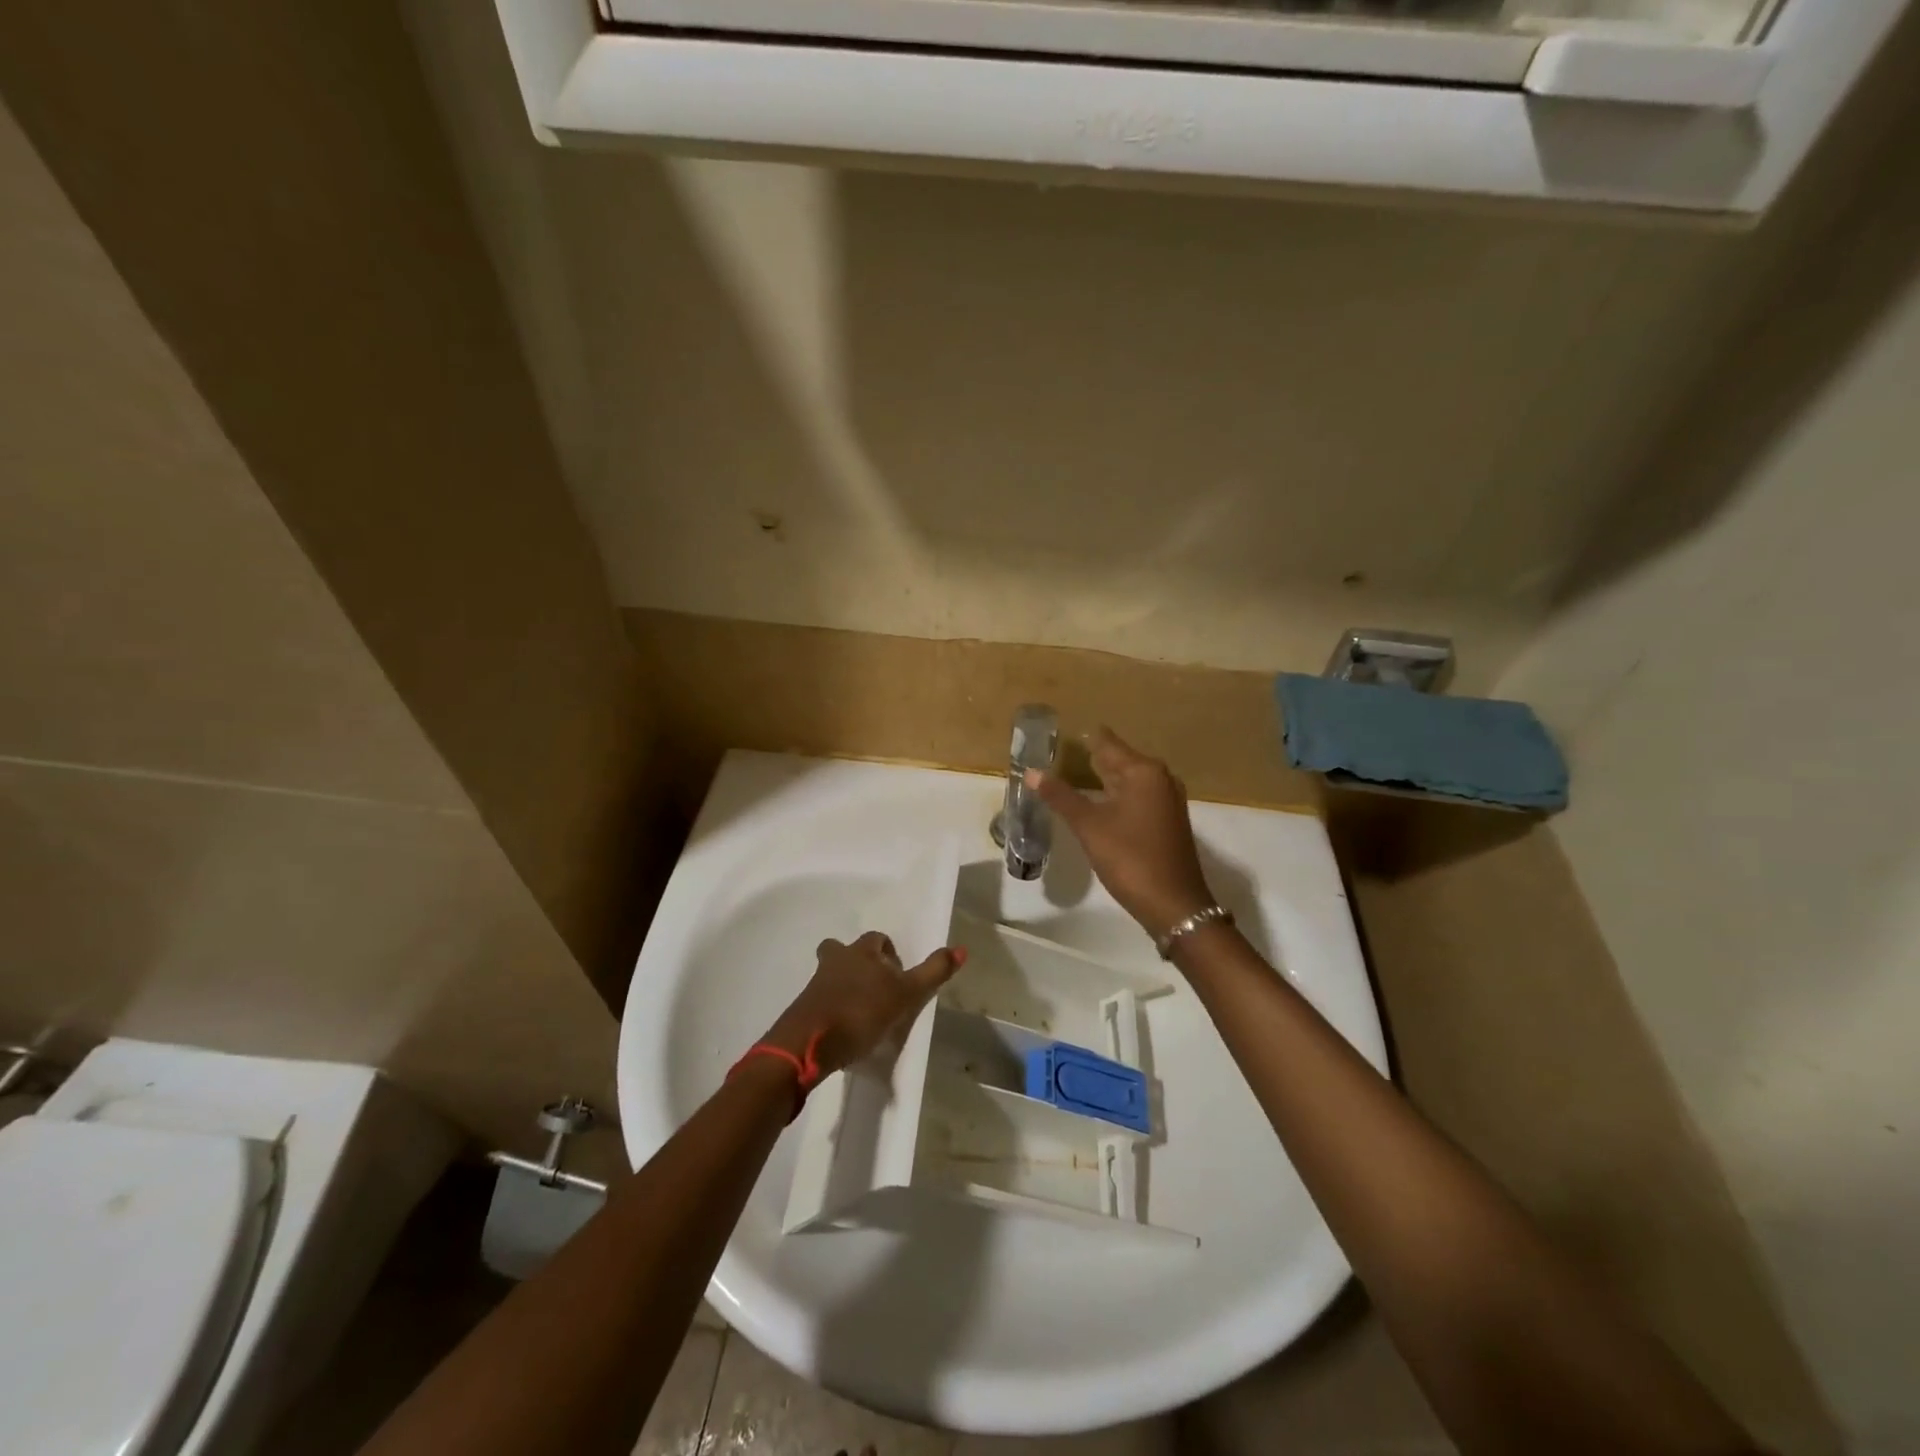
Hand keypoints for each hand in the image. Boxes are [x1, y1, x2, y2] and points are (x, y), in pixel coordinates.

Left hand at [760, 932, 965, 1077]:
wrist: (809, 1044)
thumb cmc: (862, 1012)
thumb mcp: (906, 994)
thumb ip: (933, 972)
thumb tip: (962, 948)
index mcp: (861, 952)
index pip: (877, 938)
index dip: (888, 952)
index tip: (898, 975)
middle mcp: (836, 960)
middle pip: (843, 950)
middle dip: (858, 963)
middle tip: (875, 989)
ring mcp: (815, 985)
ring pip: (831, 974)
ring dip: (844, 986)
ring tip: (861, 1012)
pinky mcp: (804, 1010)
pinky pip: (821, 1000)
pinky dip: (832, 1008)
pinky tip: (844, 1030)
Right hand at [1027, 727, 1214, 940]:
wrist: (1174, 904)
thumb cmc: (1130, 858)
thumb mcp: (1090, 826)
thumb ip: (1061, 797)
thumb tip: (1031, 772)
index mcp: (1143, 771)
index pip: (1108, 743)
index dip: (1086, 738)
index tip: (1063, 730)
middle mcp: (1160, 778)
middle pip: (1120, 759)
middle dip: (1093, 757)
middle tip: (1061, 751)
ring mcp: (1167, 801)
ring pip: (1130, 780)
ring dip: (1105, 777)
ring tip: (1076, 773)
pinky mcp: (1167, 821)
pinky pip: (1138, 796)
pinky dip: (1117, 794)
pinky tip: (1101, 801)